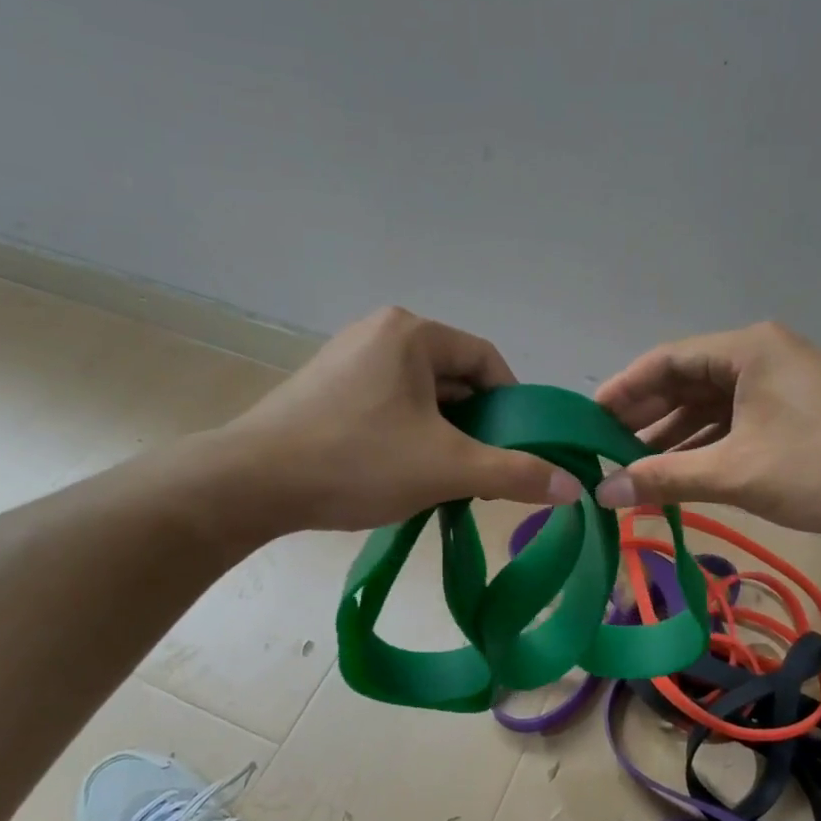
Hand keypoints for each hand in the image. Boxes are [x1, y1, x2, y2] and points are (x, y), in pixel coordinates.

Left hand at [198, 307, 581, 541]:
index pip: (486, 362)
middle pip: (453, 379)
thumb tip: (572, 488)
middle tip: (483, 472)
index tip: (518, 449)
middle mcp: (379, 333)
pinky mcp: (325, 388)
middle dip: (476, 426)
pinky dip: (408, 435)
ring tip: (445, 479)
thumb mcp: (447, 469)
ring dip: (443, 435)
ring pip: (421, 396)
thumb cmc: (356, 462)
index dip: (513, 406)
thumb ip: (515, 474)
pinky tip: (402, 472)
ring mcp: (347, 359)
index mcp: (412, 333)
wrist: (248, 484)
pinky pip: (388, 405)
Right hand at [593, 322, 820, 536]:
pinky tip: (679, 474)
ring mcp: (778, 382)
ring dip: (672, 437)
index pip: (664, 362)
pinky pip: (733, 421)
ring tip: (632, 470)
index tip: (586, 423)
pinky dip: (705, 445)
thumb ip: (664, 478)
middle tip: (602, 451)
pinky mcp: (792, 409)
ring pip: (709, 405)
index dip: (621, 391)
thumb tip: (602, 493)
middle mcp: (759, 354)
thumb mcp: (736, 473)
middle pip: (684, 381)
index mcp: (745, 350)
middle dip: (644, 418)